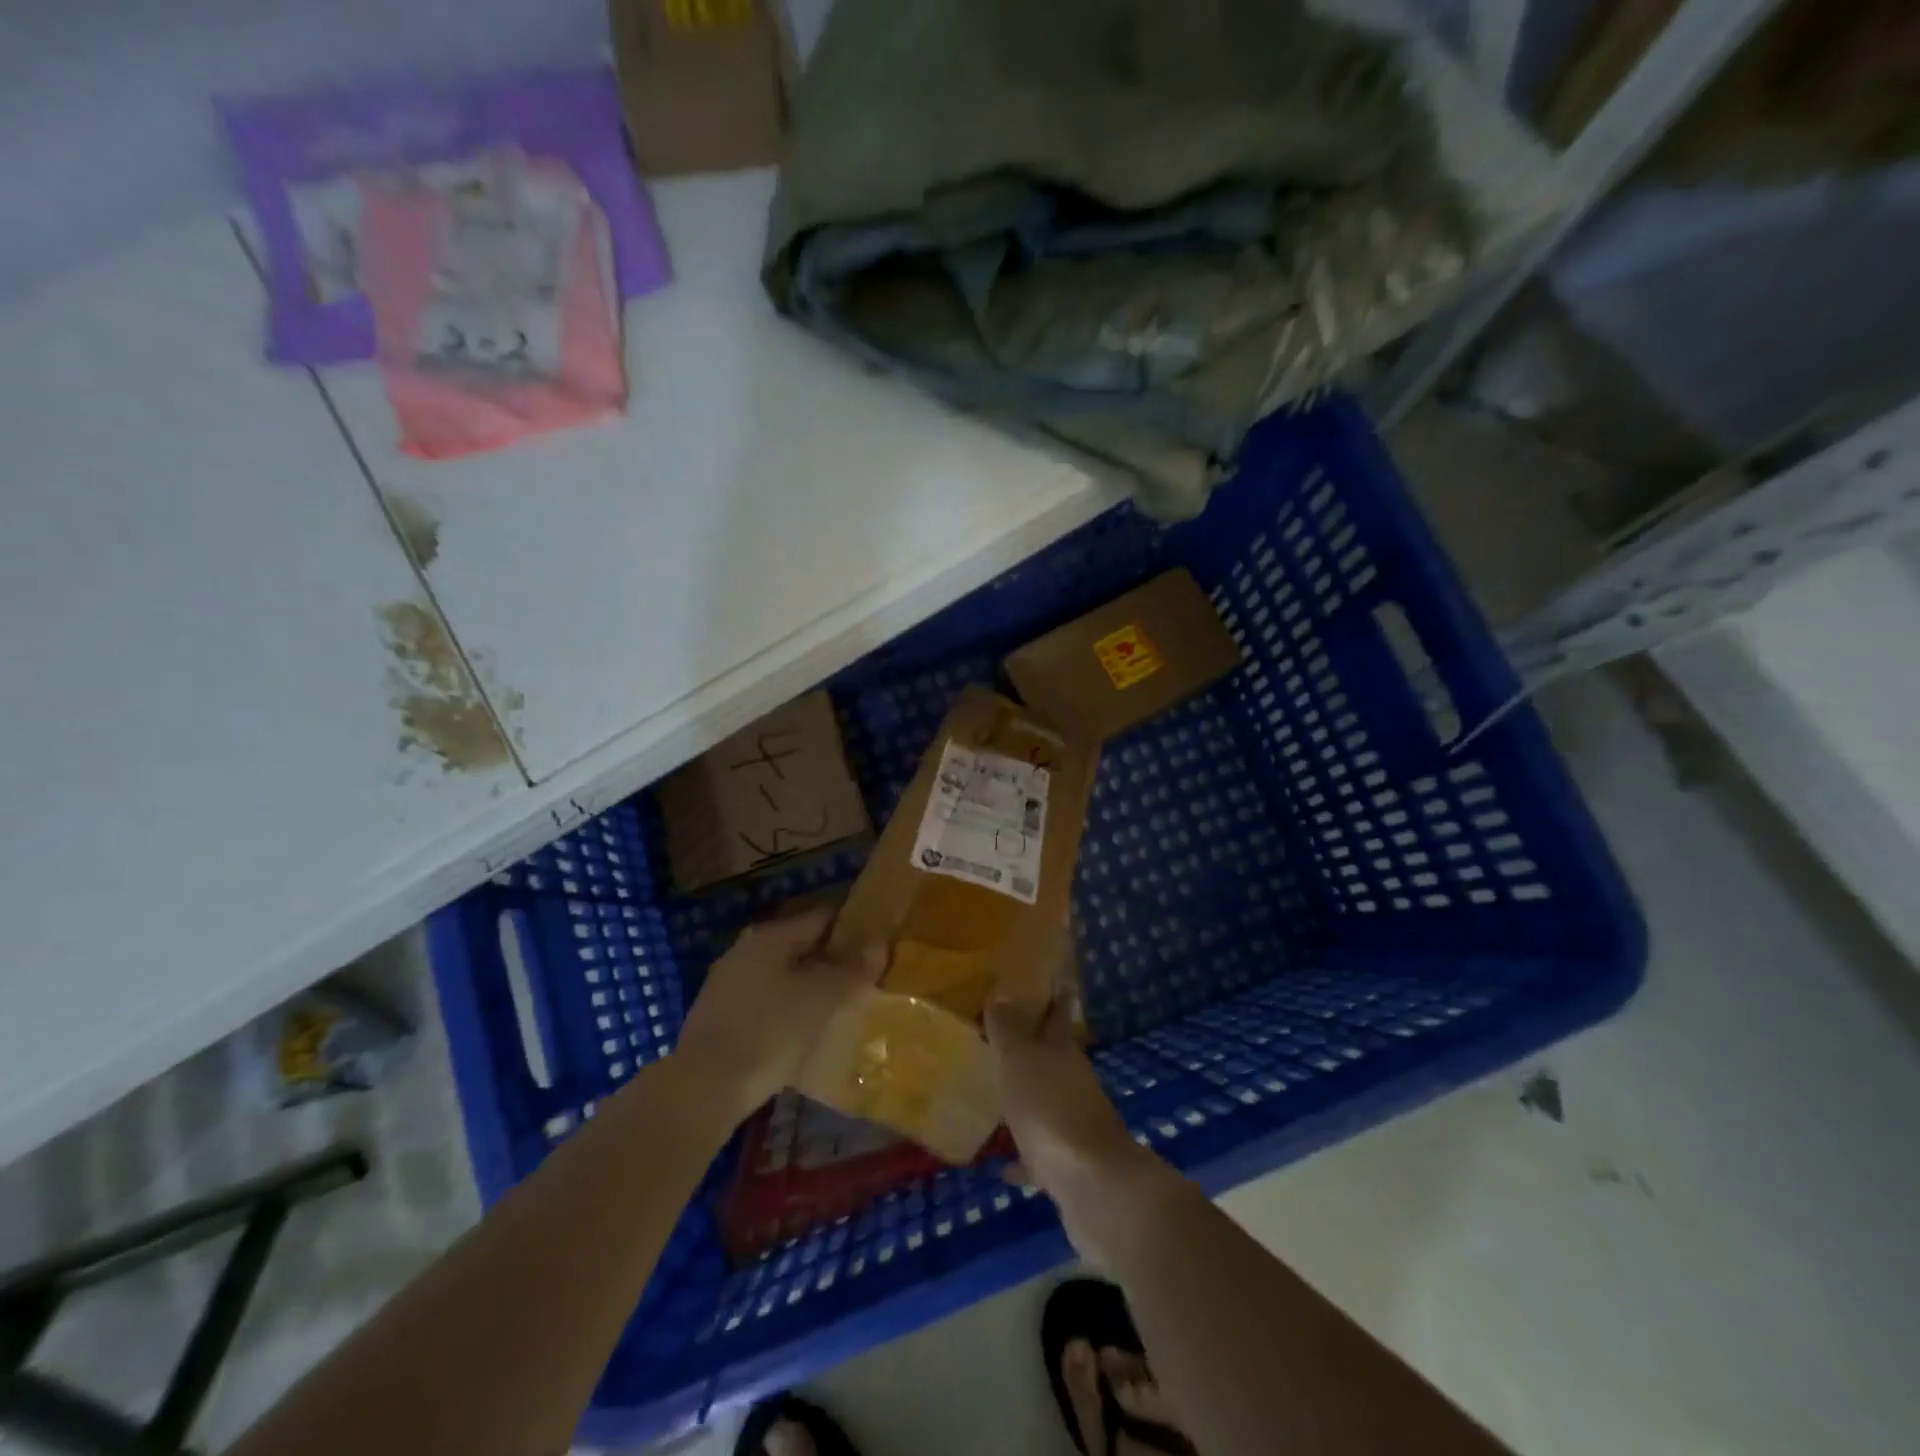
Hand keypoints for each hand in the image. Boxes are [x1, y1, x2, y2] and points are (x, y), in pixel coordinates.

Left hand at [675, 909, 882, 1120]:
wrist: (703, 1088)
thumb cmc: (770, 1032)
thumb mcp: (823, 999)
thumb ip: (854, 970)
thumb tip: (880, 944)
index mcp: (771, 936)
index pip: (823, 917)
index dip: (853, 929)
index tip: (877, 948)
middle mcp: (746, 949)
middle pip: (801, 946)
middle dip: (832, 961)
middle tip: (862, 982)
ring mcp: (727, 982)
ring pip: (782, 974)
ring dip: (809, 987)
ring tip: (837, 1009)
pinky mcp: (719, 1015)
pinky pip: (765, 1000)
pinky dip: (786, 1008)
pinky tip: (801, 1032)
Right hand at [986, 998, 1171, 1255]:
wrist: (1093, 1186)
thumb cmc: (1050, 1110)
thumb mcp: (1020, 1060)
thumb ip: (1008, 1029)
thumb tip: (1000, 993)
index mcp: (1063, 1050)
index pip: (1056, 1013)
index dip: (1048, 997)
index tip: (1036, 984)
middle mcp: (1073, 1081)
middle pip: (1051, 1056)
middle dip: (1031, 1046)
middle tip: (999, 1038)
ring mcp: (1075, 1123)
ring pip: (1047, 1101)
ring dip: (1026, 1098)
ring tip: (995, 1095)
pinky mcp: (1071, 1164)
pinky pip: (1041, 1151)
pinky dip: (1025, 1155)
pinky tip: (1002, 1165)